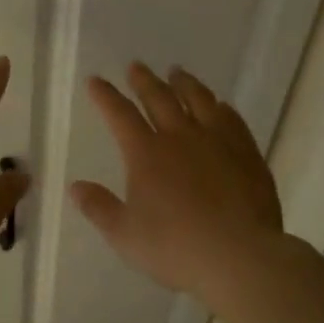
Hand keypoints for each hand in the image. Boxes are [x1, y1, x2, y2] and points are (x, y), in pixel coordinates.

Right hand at [70, 63, 284, 303]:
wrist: (239, 256)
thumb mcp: (124, 235)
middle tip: (136, 66)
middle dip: (144, 80)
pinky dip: (220, 107)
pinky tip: (220, 105)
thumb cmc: (174, 248)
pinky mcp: (247, 153)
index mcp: (146, 154)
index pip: (120, 115)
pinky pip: (232, 119)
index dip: (106, 96)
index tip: (96, 80)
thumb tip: (76, 187)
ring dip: (184, 83)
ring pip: (199, 100)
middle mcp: (181, 137)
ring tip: (177, 73)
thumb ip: (99, 208)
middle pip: (160, 98)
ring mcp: (218, 141)